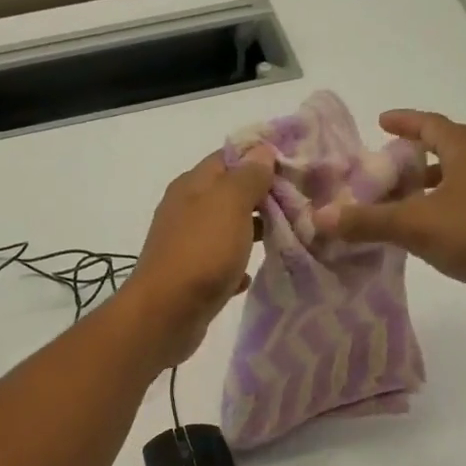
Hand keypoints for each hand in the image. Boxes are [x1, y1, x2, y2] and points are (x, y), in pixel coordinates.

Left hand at [121, 146, 275, 367]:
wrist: (166, 314)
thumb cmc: (201, 252)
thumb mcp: (230, 204)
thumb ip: (248, 177)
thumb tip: (261, 151)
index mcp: (192, 185)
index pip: (229, 157)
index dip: (261, 157)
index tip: (296, 165)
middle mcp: (186, 210)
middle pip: (229, 194)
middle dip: (262, 197)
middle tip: (300, 204)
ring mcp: (187, 244)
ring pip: (226, 229)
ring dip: (253, 232)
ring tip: (286, 237)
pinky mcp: (191, 277)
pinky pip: (220, 264)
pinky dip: (236, 267)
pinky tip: (251, 276)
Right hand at [312, 110, 465, 314]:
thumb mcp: (413, 224)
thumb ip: (366, 221)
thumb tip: (319, 217)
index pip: (435, 126)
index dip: (408, 121)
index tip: (382, 121)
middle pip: (449, 152)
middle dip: (417, 155)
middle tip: (389, 166)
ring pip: (457, 184)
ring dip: (429, 189)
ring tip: (400, 203)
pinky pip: (464, 212)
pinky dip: (441, 215)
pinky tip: (424, 235)